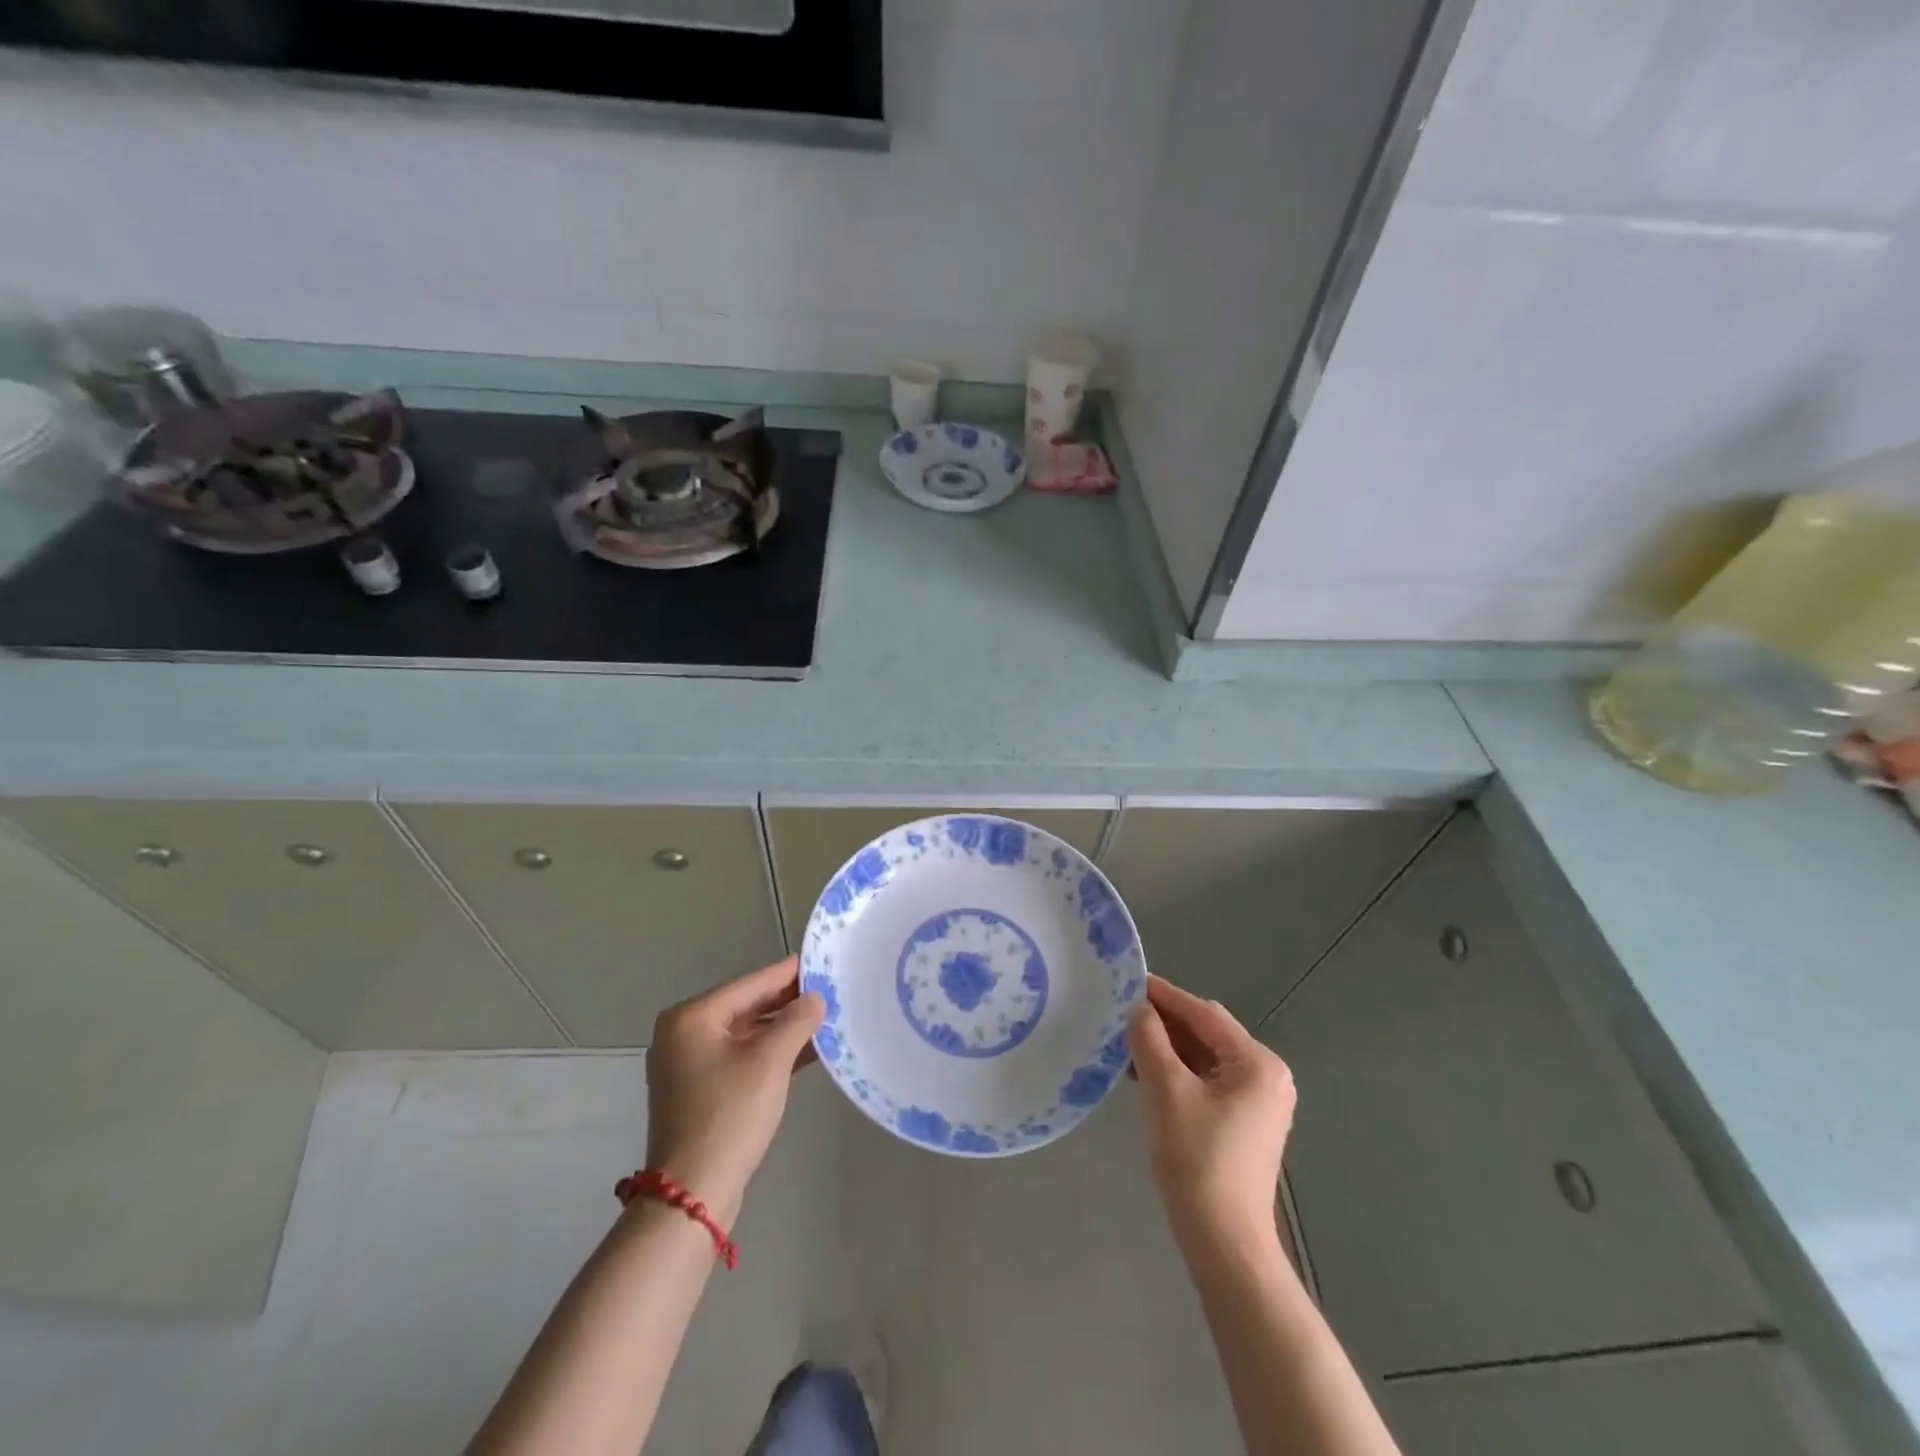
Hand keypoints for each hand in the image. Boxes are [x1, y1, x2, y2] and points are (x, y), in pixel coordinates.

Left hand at [643, 956, 824, 1222]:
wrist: (692, 1194)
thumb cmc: (729, 1115)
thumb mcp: (770, 1061)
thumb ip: (796, 1021)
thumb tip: (815, 998)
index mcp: (692, 1018)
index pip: (750, 983)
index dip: (788, 973)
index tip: (821, 961)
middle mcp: (684, 1034)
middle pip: (746, 1007)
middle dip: (787, 1002)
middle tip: (830, 990)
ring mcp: (689, 1065)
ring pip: (746, 1034)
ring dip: (782, 1029)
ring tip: (825, 1018)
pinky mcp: (700, 1091)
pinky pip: (741, 1057)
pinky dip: (770, 1053)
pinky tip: (806, 1051)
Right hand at [1127, 975, 1296, 1254]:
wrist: (1225, 1244)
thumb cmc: (1198, 1160)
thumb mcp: (1167, 1091)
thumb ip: (1150, 1040)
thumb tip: (1138, 1008)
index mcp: (1257, 1064)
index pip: (1204, 1014)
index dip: (1165, 996)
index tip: (1128, 983)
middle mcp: (1266, 1076)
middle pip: (1207, 1034)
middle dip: (1164, 1024)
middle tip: (1121, 1014)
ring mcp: (1257, 1102)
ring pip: (1204, 1058)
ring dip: (1167, 1049)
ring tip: (1125, 1044)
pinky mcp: (1244, 1123)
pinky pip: (1207, 1082)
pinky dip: (1178, 1073)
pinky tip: (1144, 1074)